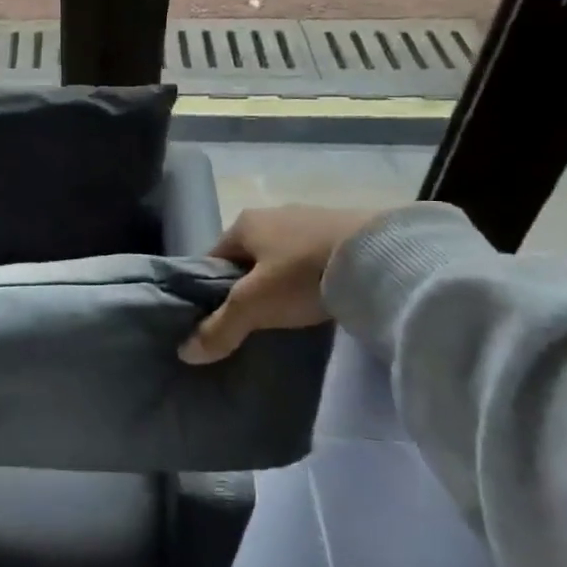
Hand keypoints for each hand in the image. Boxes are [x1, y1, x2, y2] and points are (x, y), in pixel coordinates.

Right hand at [178, 206, 382, 364]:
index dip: (209, 289)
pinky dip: (311, 277)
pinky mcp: (345, 231)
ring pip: (282, 257)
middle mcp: (273, 214)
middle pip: (248, 257)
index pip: (212, 258)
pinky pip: (314, 257)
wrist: (381, 255)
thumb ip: (220, 328)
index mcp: (244, 223)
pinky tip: (320, 298)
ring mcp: (311, 219)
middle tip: (254, 321)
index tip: (217, 319)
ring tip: (289, 314)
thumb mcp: (254, 305)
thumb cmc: (302, 274)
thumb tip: (185, 352)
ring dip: (281, 281)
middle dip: (247, 286)